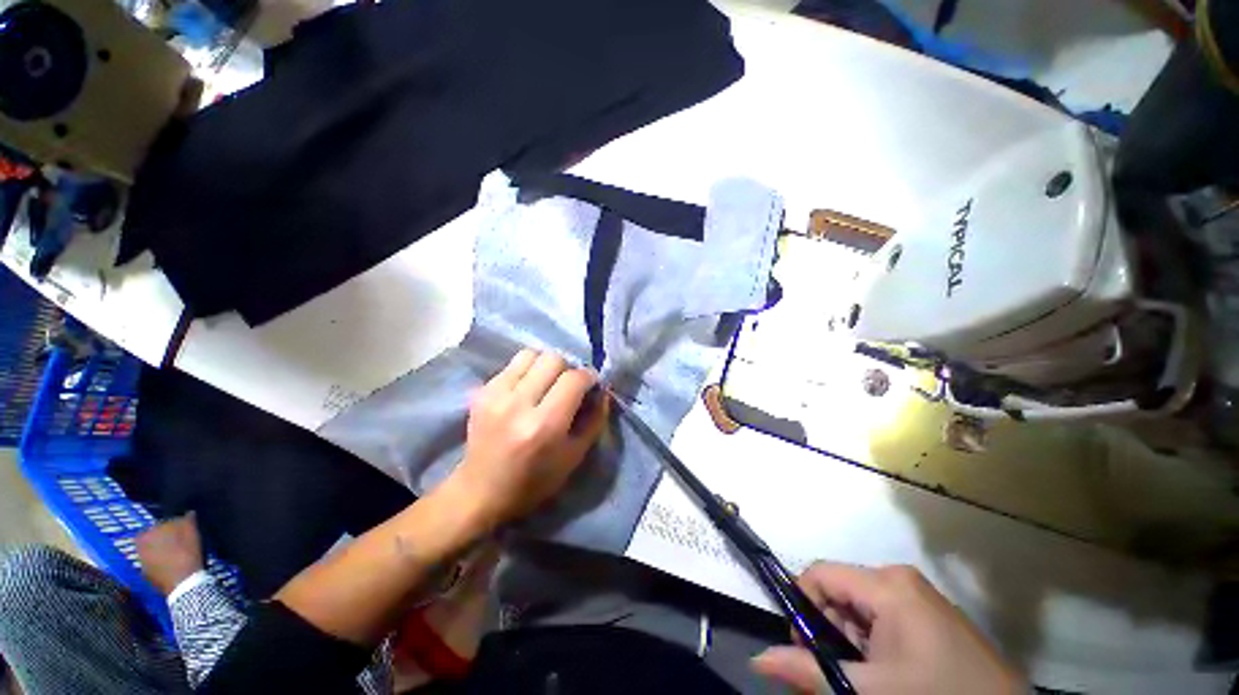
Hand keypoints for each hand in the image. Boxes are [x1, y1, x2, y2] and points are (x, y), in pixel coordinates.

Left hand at [136, 513, 203, 595]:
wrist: (183, 583)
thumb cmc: (186, 554)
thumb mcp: (191, 533)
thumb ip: (187, 520)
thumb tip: (188, 513)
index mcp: (146, 535)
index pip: (157, 524)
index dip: (169, 526)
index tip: (181, 529)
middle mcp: (139, 548)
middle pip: (152, 538)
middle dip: (162, 538)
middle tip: (177, 540)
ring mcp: (141, 563)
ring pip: (151, 551)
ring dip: (161, 550)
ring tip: (176, 553)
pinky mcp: (146, 575)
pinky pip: (153, 563)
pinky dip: (161, 562)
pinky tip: (172, 564)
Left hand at [449, 349, 608, 528]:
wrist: (481, 492)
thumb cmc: (534, 481)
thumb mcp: (574, 457)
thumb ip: (594, 419)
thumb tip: (602, 389)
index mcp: (544, 425)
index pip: (574, 379)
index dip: (589, 377)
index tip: (591, 385)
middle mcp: (518, 404)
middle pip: (553, 359)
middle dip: (568, 369)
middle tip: (568, 385)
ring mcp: (495, 395)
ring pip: (531, 354)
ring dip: (545, 365)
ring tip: (547, 382)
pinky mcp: (480, 391)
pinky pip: (512, 365)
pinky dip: (526, 371)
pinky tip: (527, 389)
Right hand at [751, 562, 1024, 694]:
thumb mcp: (870, 691)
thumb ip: (811, 672)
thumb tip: (757, 659)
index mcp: (886, 584)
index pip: (819, 575)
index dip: (803, 608)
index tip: (807, 649)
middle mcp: (899, 578)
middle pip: (839, 591)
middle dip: (829, 630)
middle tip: (842, 673)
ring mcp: (918, 594)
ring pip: (859, 606)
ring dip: (851, 640)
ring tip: (870, 677)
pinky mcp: (930, 611)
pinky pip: (883, 615)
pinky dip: (873, 642)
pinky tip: (889, 672)